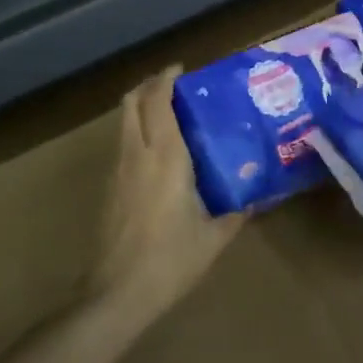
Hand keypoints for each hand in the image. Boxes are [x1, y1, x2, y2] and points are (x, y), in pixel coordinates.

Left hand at [92, 66, 243, 320]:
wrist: (117, 293)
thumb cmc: (171, 260)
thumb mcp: (214, 237)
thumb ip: (235, 213)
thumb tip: (253, 199)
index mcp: (166, 158)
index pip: (159, 104)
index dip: (166, 80)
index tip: (181, 69)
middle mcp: (137, 155)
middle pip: (132, 103)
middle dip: (148, 86)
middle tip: (173, 84)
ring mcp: (118, 171)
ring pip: (123, 123)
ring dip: (139, 107)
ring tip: (166, 111)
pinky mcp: (109, 189)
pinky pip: (121, 144)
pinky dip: (135, 131)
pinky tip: (155, 150)